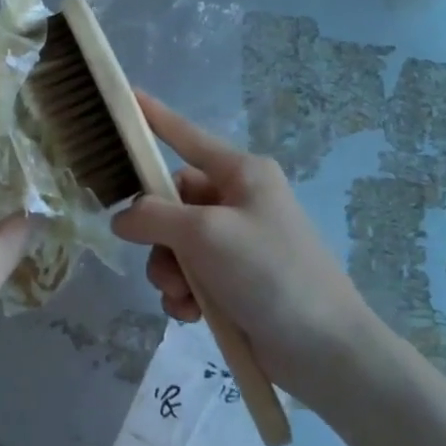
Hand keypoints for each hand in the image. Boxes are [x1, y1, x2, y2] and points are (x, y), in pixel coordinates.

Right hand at [109, 92, 393, 403]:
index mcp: (241, 174)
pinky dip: (183, 294)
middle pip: (171, 202)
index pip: (186, 136)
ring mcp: (236, 242)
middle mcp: (237, 201)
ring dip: (169, 272)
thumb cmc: (269, 273)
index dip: (154, 119)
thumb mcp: (205, 235)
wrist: (323, 348)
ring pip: (174, 244)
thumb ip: (153, 217)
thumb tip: (122, 218)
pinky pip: (189, 275)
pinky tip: (191, 314)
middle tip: (165, 264)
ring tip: (183, 297)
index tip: (126, 97)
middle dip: (157, 237)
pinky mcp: (234, 280)